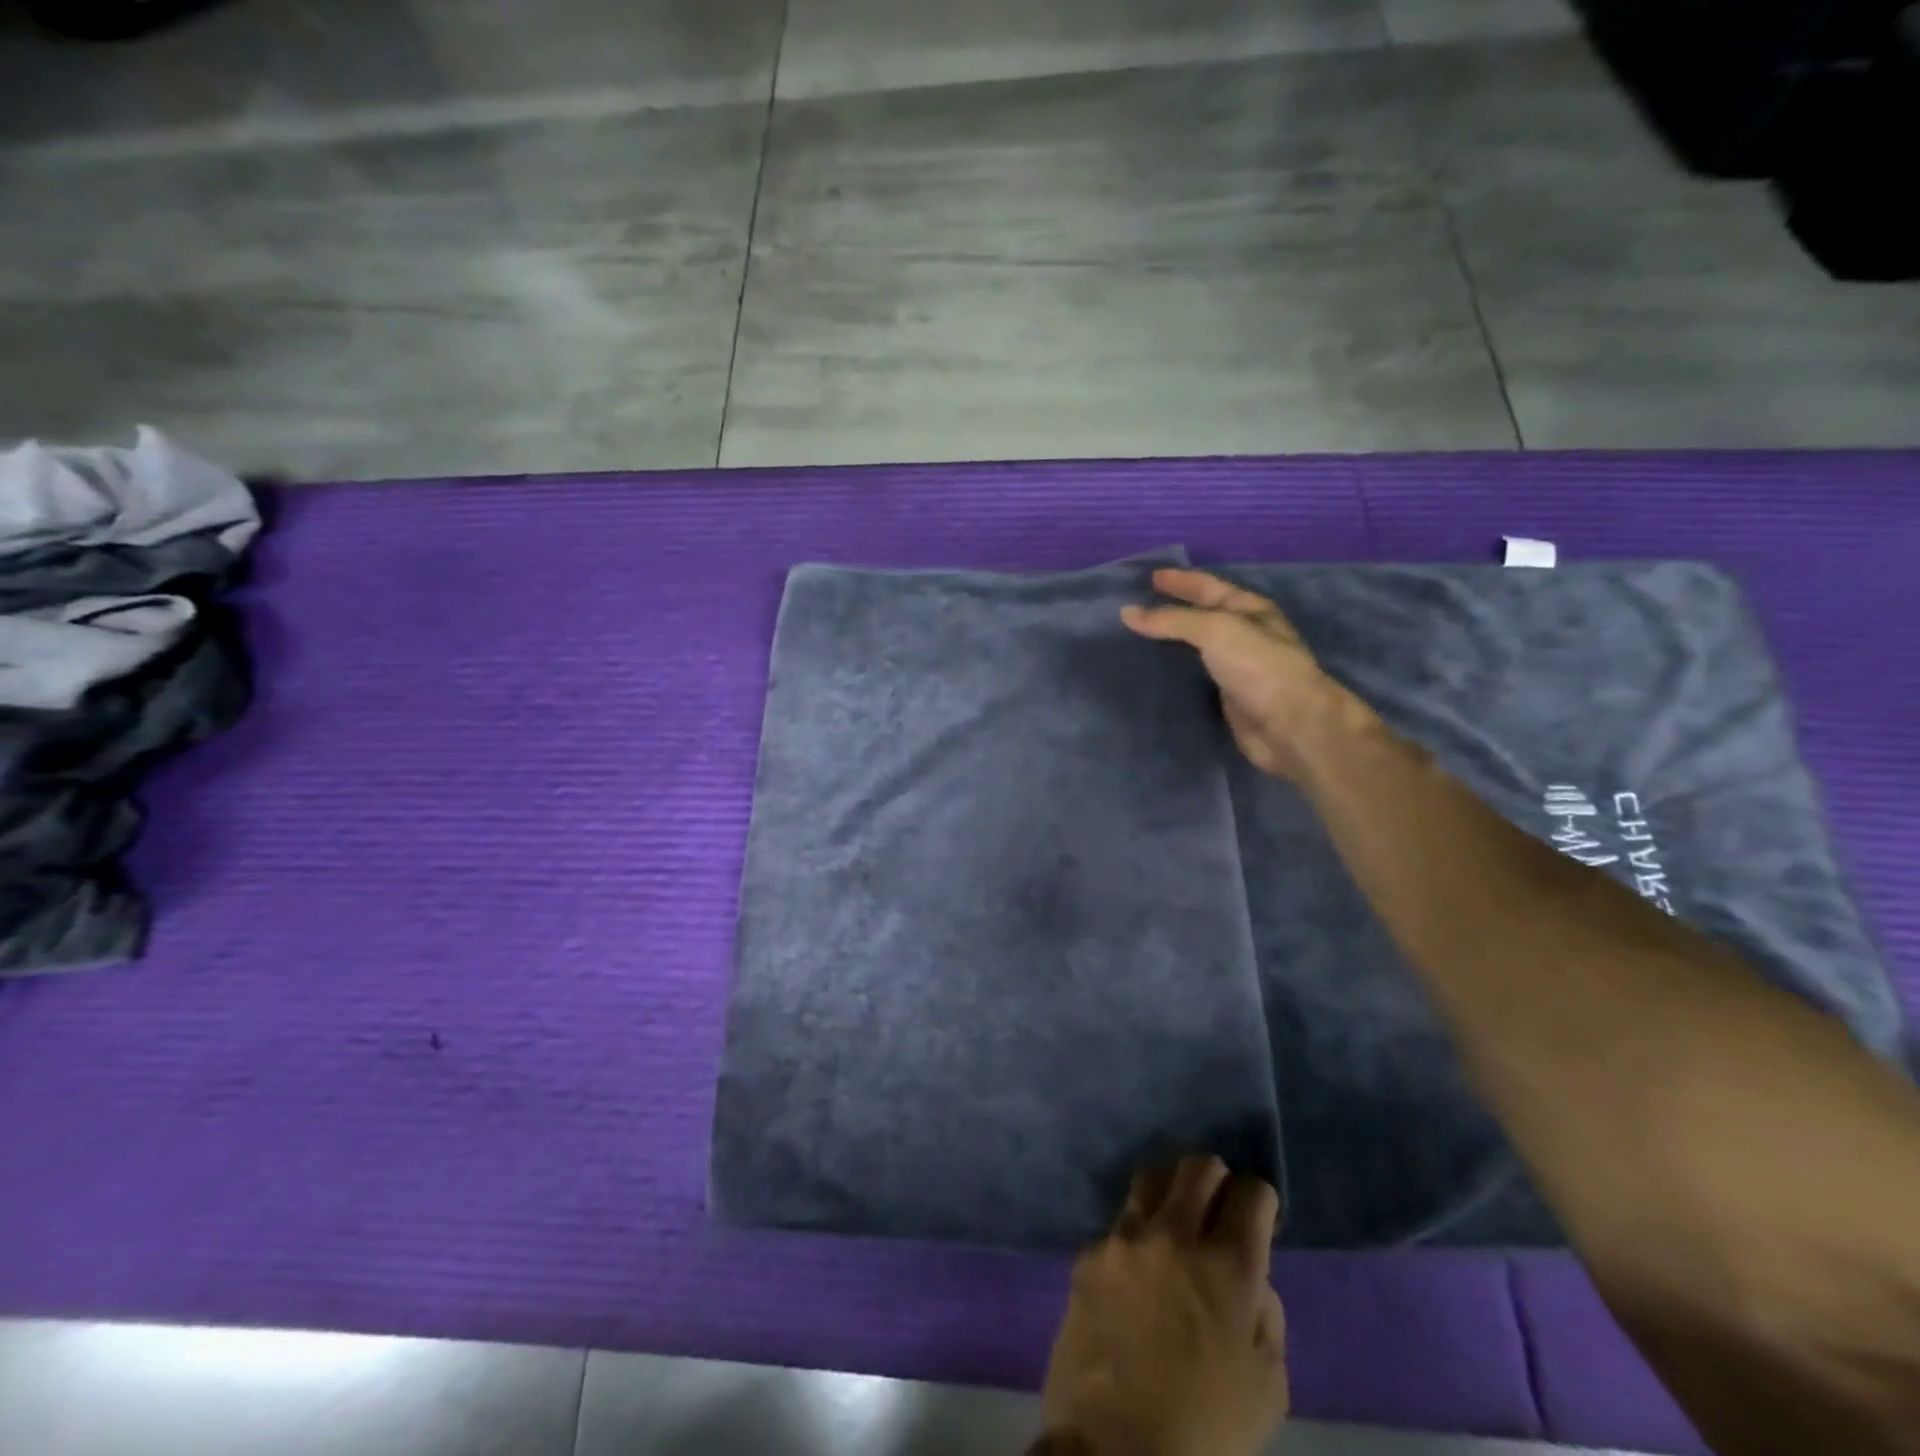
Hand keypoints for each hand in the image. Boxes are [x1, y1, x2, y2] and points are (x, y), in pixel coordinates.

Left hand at [1039, 1156, 1287, 1455]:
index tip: (1259, 1217)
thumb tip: (1251, 1280)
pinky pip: (1117, 1227)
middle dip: (1216, 1179)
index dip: (1261, 1200)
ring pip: (1151, 1180)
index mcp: (1228, 1267)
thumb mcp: (1267, 1389)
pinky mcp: (1088, 1254)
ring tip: (1175, 1224)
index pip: (1251, 1192)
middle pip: (1197, 1166)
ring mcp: (1124, 1240)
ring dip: (1171, 1193)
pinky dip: (1135, 1239)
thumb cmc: (1205, 1435)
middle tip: (1219, 1210)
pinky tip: (1137, 1274)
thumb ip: (1266, 1318)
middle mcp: (1174, 1235)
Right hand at [1123, 569, 1361, 781]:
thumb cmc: (1259, 667)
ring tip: (1136, 641)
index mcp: (1249, 609)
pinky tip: (1153, 674)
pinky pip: (1194, 679)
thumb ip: (1171, 621)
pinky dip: (1173, 674)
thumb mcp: (1215, 630)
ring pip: (1195, 649)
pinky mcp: (1227, 698)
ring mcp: (1237, 668)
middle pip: (1201, 616)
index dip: (1180, 581)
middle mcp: (1244, 635)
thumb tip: (1127, 612)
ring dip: (1170, 644)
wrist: (1290, 726)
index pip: (1208, 587)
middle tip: (1137, 609)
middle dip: (1172, 610)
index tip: (1150, 577)